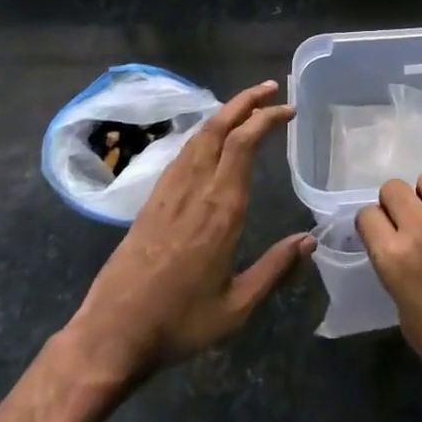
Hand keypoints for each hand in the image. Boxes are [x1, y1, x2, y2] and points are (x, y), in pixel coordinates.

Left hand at [64, 82, 312, 381]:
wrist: (112, 333)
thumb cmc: (179, 323)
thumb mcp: (236, 306)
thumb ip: (274, 269)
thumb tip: (310, 240)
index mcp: (221, 209)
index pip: (244, 144)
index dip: (266, 119)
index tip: (288, 110)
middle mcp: (195, 189)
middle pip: (220, 128)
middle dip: (246, 101)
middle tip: (271, 88)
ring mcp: (170, 191)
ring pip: (199, 136)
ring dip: (225, 113)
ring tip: (246, 105)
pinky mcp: (152, 200)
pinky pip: (182, 153)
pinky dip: (204, 134)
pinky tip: (210, 139)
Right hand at [357, 170, 421, 421]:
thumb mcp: (408, 320)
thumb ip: (399, 275)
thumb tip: (402, 253)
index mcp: (393, 261)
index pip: (367, 215)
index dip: (376, 225)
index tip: (387, 234)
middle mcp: (420, 231)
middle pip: (394, 188)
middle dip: (400, 205)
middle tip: (417, 224)